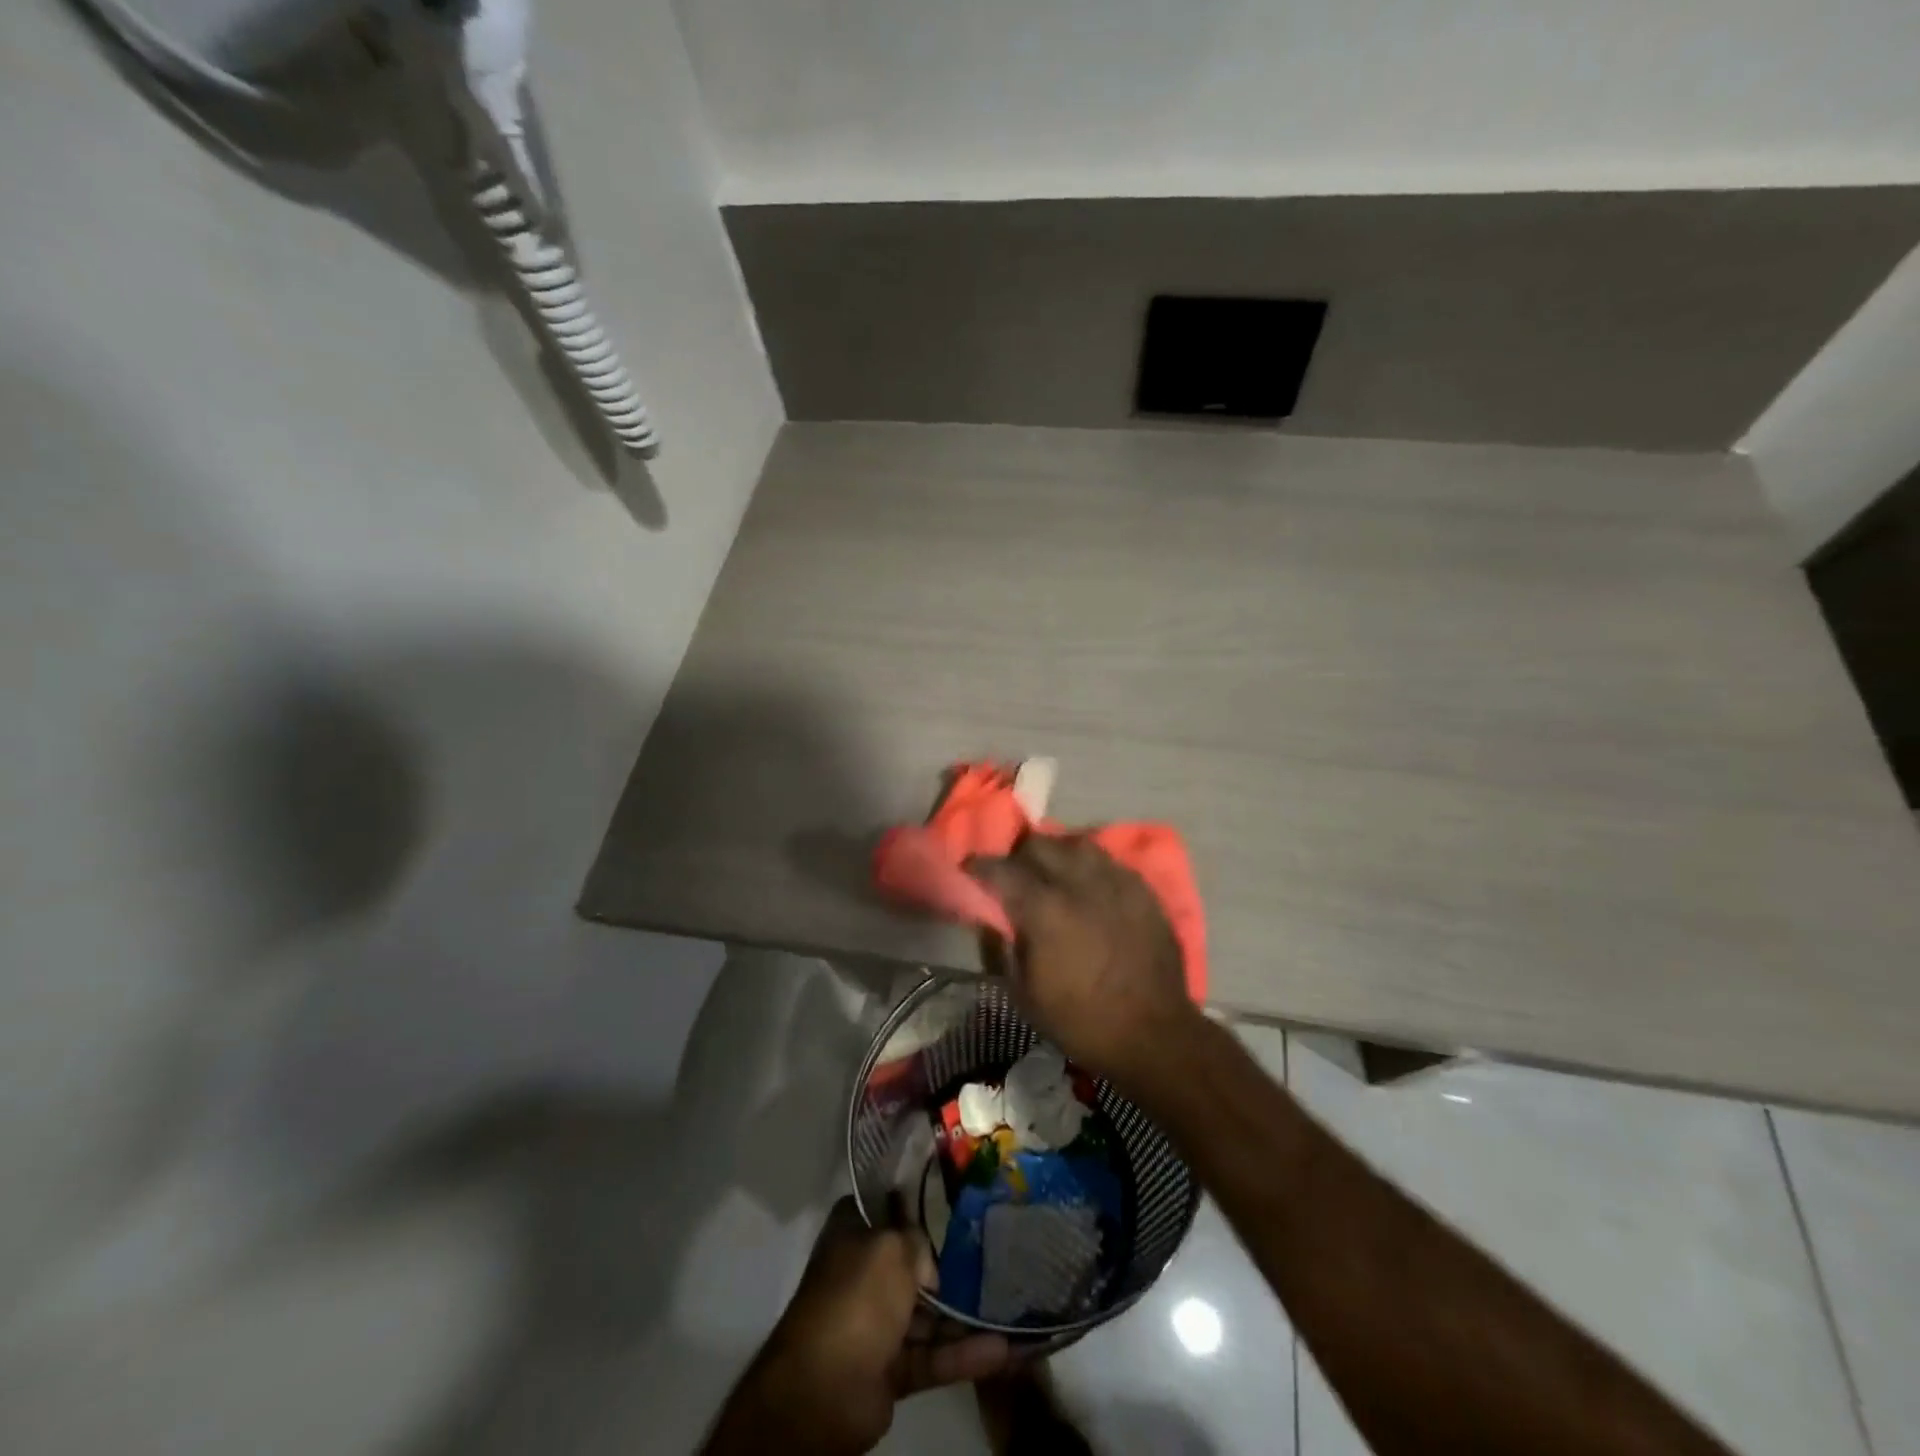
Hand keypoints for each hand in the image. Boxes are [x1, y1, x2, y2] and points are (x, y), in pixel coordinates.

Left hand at [706, 1198, 1011, 1454]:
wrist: (823, 1391)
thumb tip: (932, 1261)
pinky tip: (1002, 1350)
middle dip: (953, 1263)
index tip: (962, 1198)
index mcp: (854, 1232)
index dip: (923, 1202)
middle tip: (999, 1252)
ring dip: (965, 1314)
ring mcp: (877, 1322)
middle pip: (915, 1262)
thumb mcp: (892, 1248)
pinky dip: (963, 1354)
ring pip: (928, 1313)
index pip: (892, 1207)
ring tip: (1010, 1305)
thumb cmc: (856, 1298)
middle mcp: (864, 1271)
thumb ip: (919, 1241)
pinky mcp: (891, 1368)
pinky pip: (932, 1356)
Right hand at [968, 834, 1197, 1088]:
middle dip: (1019, 855)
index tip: (970, 869)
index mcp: (1044, 909)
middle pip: (1039, 844)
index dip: (979, 866)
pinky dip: (1090, 866)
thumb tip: (992, 918)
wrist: (1153, 1034)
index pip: (1001, 869)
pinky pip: (1109, 861)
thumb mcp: (1024, 995)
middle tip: (1014, 875)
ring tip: (1053, 874)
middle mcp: (1078, 883)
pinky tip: (1089, 885)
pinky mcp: (1142, 889)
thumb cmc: (1081, 1020)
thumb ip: (1002, 947)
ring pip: (1076, 844)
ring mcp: (1115, 881)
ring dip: (1057, 854)